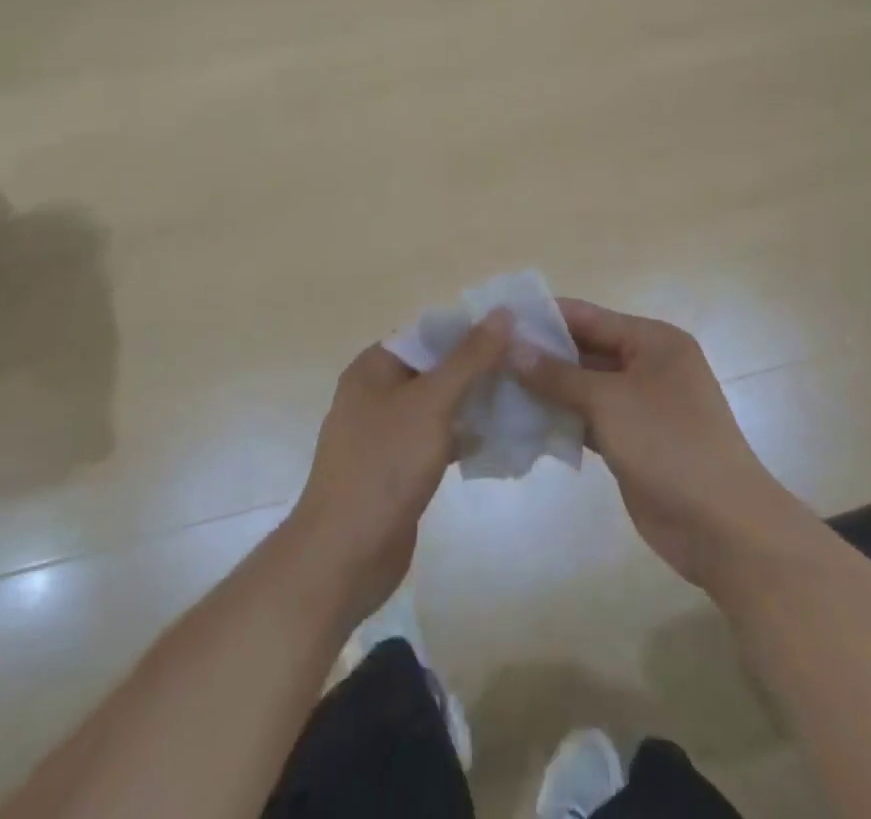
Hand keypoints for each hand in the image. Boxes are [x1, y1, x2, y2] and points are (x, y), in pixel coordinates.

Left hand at [287, 315, 510, 624]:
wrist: (344, 557)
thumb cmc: (384, 466)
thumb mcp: (431, 403)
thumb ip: (469, 358)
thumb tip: (502, 312)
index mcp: (374, 367)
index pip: (428, 332)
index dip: (470, 329)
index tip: (515, 331)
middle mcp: (377, 393)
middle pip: (435, 367)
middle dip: (478, 366)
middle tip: (526, 366)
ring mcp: (387, 433)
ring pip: (439, 404)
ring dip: (475, 401)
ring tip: (522, 396)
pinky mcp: (399, 468)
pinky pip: (437, 438)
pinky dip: (464, 435)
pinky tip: (500, 438)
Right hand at [511, 299, 820, 596]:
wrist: (722, 527)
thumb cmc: (669, 444)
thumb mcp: (609, 401)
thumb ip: (559, 375)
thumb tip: (513, 348)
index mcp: (653, 341)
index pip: (589, 316)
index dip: (545, 316)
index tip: (499, 318)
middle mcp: (648, 365)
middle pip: (586, 350)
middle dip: (542, 355)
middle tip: (489, 356)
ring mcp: (641, 405)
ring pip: (585, 387)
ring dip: (548, 389)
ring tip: (496, 385)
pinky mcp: (632, 440)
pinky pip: (590, 419)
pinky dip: (562, 419)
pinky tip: (524, 421)